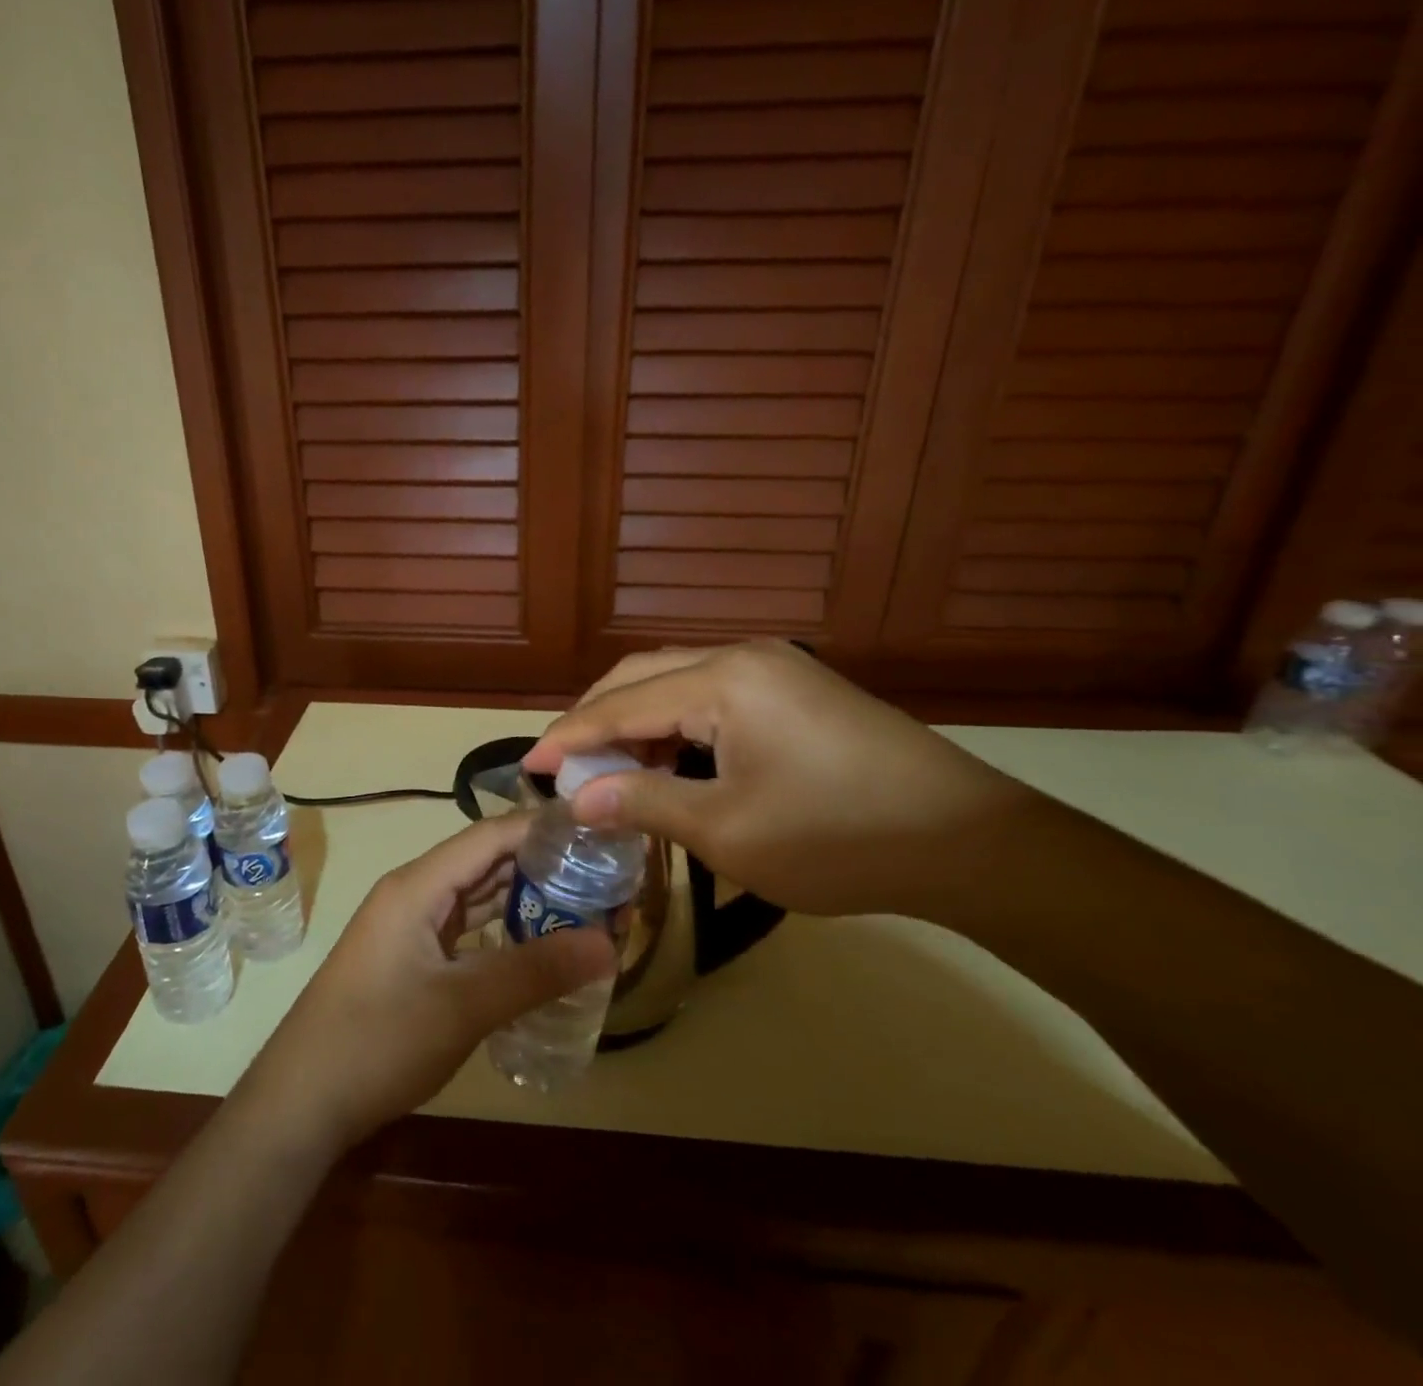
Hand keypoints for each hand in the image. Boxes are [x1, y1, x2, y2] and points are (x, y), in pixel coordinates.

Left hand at [242, 814, 614, 1152]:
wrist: (300, 1103)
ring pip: (477, 898)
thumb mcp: (463, 1006)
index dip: (542, 828)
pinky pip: (466, 930)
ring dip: (524, 901)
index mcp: (419, 885)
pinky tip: (539, 949)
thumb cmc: (377, 1042)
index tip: (597, 831)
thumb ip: (536, 971)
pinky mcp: (411, 959)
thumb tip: (609, 942)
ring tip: (585, 907)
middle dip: (542, 866)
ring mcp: (410, 927)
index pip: (490, 835)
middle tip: (603, 877)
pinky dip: (502, 933)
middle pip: (486, 862)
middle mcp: (414, 893)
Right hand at [524, 641, 1031, 921]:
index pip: (622, 703)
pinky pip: (713, 696)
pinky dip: (678, 726)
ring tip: (609, 769)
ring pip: (678, 683)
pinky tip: (669, 762)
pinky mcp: (797, 690)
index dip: (570, 736)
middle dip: (597, 718)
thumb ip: (644, 804)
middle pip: (644, 676)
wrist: (971, 843)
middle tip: (564, 764)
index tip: (528, 765)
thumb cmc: (839, 838)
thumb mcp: (727, 831)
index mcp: (724, 680)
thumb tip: (578, 798)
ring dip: (637, 722)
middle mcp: (744, 656)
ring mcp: (777, 669)